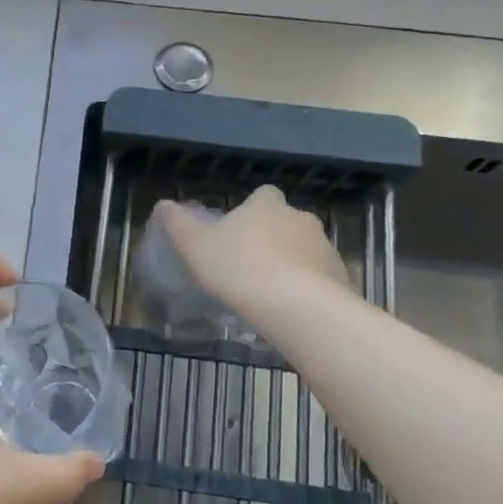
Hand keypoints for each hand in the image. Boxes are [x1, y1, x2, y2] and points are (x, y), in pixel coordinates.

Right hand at [153, 186, 349, 313]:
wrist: (296, 305)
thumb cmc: (239, 268)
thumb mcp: (195, 247)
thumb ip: (178, 224)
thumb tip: (163, 204)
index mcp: (266, 205)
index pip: (262, 195)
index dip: (251, 210)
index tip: (238, 232)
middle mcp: (300, 217)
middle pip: (285, 221)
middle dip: (272, 238)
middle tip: (249, 266)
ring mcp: (324, 246)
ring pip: (304, 249)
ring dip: (291, 263)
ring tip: (269, 292)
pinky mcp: (340, 275)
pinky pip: (320, 276)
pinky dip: (308, 286)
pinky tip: (290, 308)